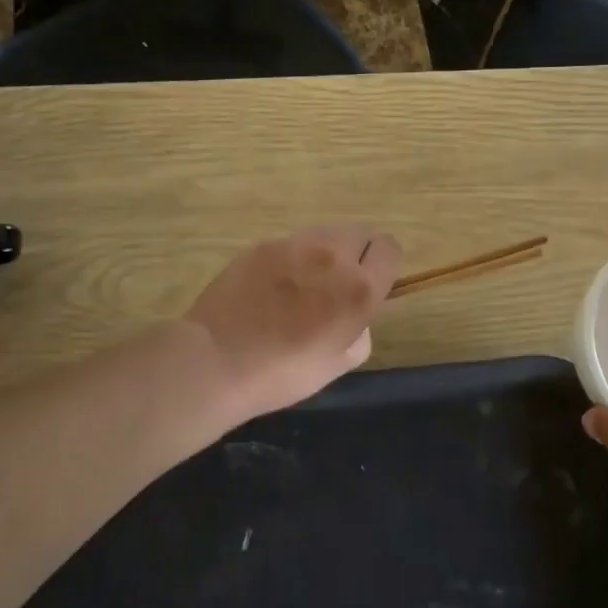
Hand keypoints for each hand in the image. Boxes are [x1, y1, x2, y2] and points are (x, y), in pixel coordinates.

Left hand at [185, 225, 401, 424]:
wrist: (217, 361)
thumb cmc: (283, 374)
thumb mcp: (338, 365)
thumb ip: (359, 332)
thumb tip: (354, 317)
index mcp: (359, 289)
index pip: (390, 249)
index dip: (382, 265)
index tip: (370, 284)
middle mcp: (332, 257)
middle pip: (359, 233)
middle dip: (355, 254)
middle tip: (334, 285)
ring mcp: (294, 246)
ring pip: (324, 234)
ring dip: (324, 253)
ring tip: (301, 284)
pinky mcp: (262, 245)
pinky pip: (290, 243)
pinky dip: (290, 259)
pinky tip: (270, 286)